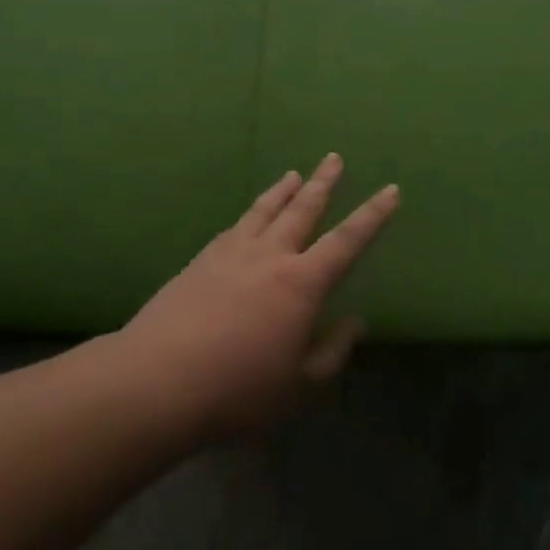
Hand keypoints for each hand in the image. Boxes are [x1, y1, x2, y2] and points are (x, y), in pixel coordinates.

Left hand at [120, 154, 398, 441]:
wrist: (158, 379)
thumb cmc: (238, 390)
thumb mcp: (299, 386)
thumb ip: (331, 352)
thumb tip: (355, 321)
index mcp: (301, 284)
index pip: (347, 241)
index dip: (373, 216)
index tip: (390, 190)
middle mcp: (269, 256)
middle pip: (302, 209)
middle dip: (323, 183)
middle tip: (334, 158)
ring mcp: (231, 252)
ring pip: (265, 210)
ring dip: (283, 190)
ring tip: (294, 174)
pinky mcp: (201, 259)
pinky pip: (235, 225)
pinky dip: (251, 213)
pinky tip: (250, 217)